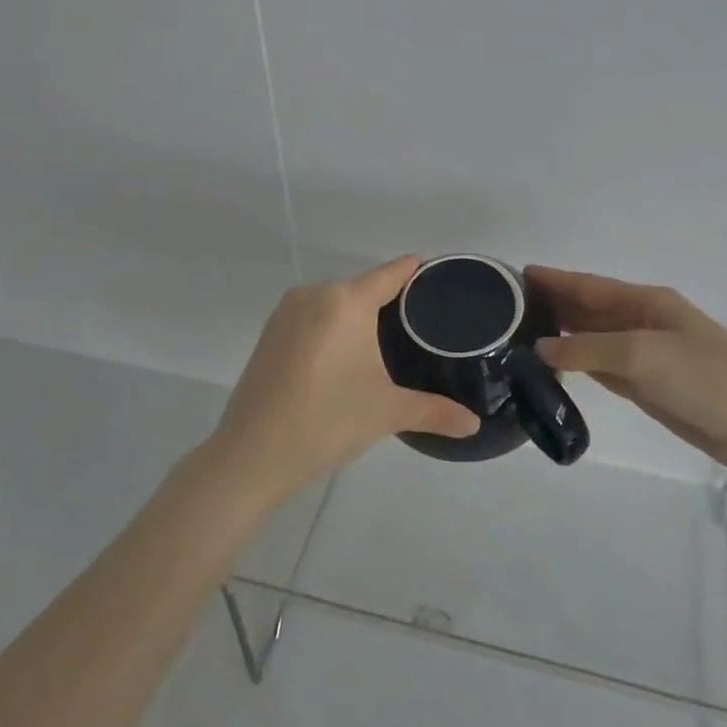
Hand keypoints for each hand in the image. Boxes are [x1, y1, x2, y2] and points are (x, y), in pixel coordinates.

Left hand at [212, 255, 480, 498]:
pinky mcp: (268, 335)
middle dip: (388, 304)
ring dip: (356, 318)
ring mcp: (285, 314)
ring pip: (334, 305)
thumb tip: (475, 425)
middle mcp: (314, 295)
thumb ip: (435, 412)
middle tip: (419, 328)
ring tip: (384, 344)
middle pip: (362, 289)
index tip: (436, 275)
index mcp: (346, 301)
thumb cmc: (328, 421)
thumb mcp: (388, 413)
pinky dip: (330, 330)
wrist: (252, 454)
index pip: (390, 274)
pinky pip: (311, 320)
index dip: (415, 272)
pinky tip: (343, 358)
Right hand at [526, 266, 726, 470]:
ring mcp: (643, 354)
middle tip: (507, 307)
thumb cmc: (701, 376)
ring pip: (591, 338)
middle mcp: (640, 322)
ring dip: (560, 334)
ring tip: (519, 334)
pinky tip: (553, 364)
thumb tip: (540, 348)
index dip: (554, 280)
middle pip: (587, 309)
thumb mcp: (641, 354)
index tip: (516, 274)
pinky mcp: (644, 384)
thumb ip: (587, 349)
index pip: (588, 285)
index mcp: (644, 302)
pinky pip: (600, 366)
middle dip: (552, 304)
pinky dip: (576, 363)